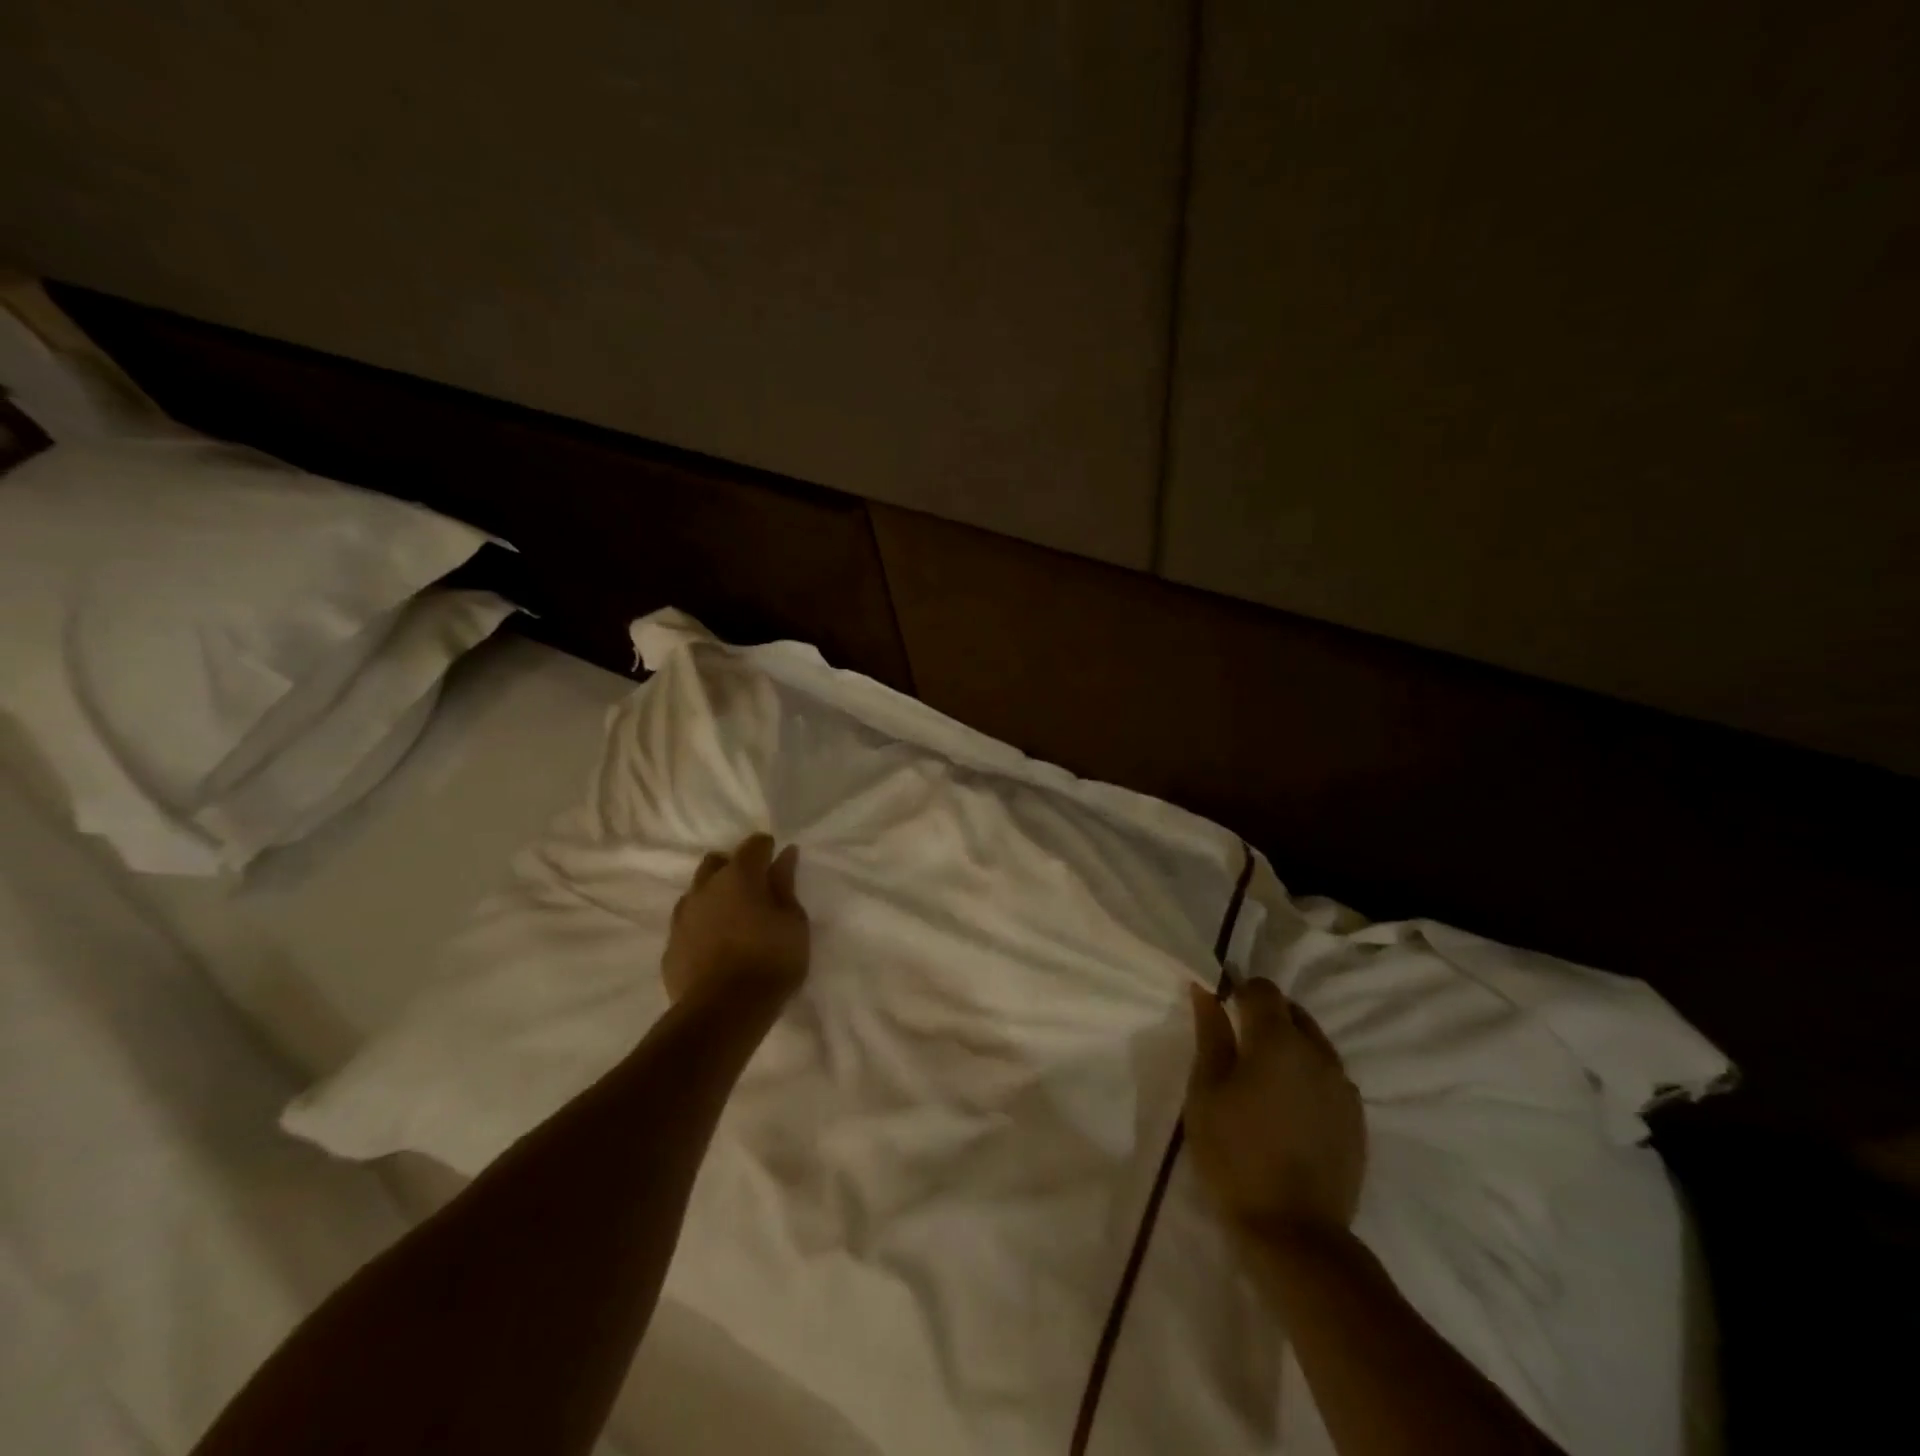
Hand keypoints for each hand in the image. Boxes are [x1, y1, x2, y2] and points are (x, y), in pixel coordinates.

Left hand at [661, 834, 809, 1005]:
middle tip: (754, 890)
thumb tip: (784, 855)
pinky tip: (715, 945)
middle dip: (734, 867)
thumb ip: (786, 885)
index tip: (778, 863)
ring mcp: (682, 916)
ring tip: (733, 919)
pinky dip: (701, 926)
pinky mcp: (670, 946)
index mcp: (739, 875)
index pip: (754, 844)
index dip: (767, 849)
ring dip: (714, 896)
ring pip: (697, 892)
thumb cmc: (770, 960)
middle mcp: (705, 887)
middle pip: (717, 862)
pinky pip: (687, 923)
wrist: (723, 1012)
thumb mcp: (793, 922)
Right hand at [1185, 978, 1365, 1240]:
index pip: (1263, 989)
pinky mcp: (1357, 1120)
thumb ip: (1211, 1035)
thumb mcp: (1206, 1091)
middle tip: (1238, 1045)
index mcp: (1279, 1041)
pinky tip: (1289, 1108)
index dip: (1240, 991)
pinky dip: (1309, 1077)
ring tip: (1264, 1079)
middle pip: (1293, 1012)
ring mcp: (1344, 1088)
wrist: (1295, 1234)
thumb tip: (1207, 991)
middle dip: (1266, 1016)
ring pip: (1315, 1045)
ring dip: (1290, 1047)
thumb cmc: (1235, 1154)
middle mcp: (1319, 1054)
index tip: (1222, 1009)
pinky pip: (1330, 1078)